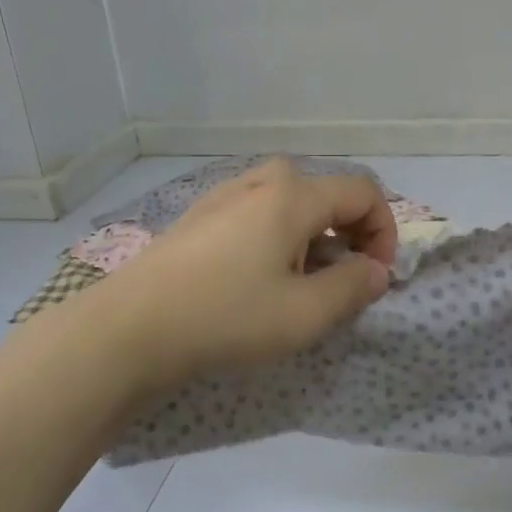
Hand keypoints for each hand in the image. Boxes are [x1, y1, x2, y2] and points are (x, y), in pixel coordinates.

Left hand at [84, 158, 396, 394]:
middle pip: (327, 194)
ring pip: (292, 204)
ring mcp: (225, 195)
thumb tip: (376, 271)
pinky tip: (257, 281)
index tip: (376, 278)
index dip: (384, 232)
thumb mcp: (304, 314)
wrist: (127, 330)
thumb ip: (353, 288)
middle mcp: (261, 181)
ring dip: (314, 239)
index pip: (363, 193)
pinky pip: (259, 214)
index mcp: (293, 195)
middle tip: (342, 281)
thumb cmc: (226, 317)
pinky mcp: (200, 216)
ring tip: (301, 285)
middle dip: (349, 235)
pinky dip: (279, 239)